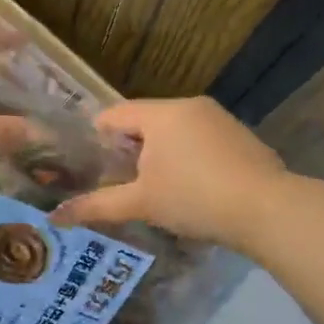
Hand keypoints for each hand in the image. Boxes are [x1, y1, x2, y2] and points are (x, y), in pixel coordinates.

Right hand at [52, 97, 286, 249]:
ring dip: (159, 153)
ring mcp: (220, 119)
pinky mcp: (240, 137)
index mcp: (162, 113)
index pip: (115, 114)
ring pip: (174, 130)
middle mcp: (190, 106)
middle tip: (117, 180)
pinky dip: (186, 157)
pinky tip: (190, 188)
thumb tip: (55, 217)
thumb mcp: (142, 203)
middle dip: (129, 148)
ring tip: (152, 188)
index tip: (87, 165)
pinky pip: (199, 140)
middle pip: (145, 120)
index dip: (96, 138)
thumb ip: (98, 206)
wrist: (269, 210)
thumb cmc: (195, 198)